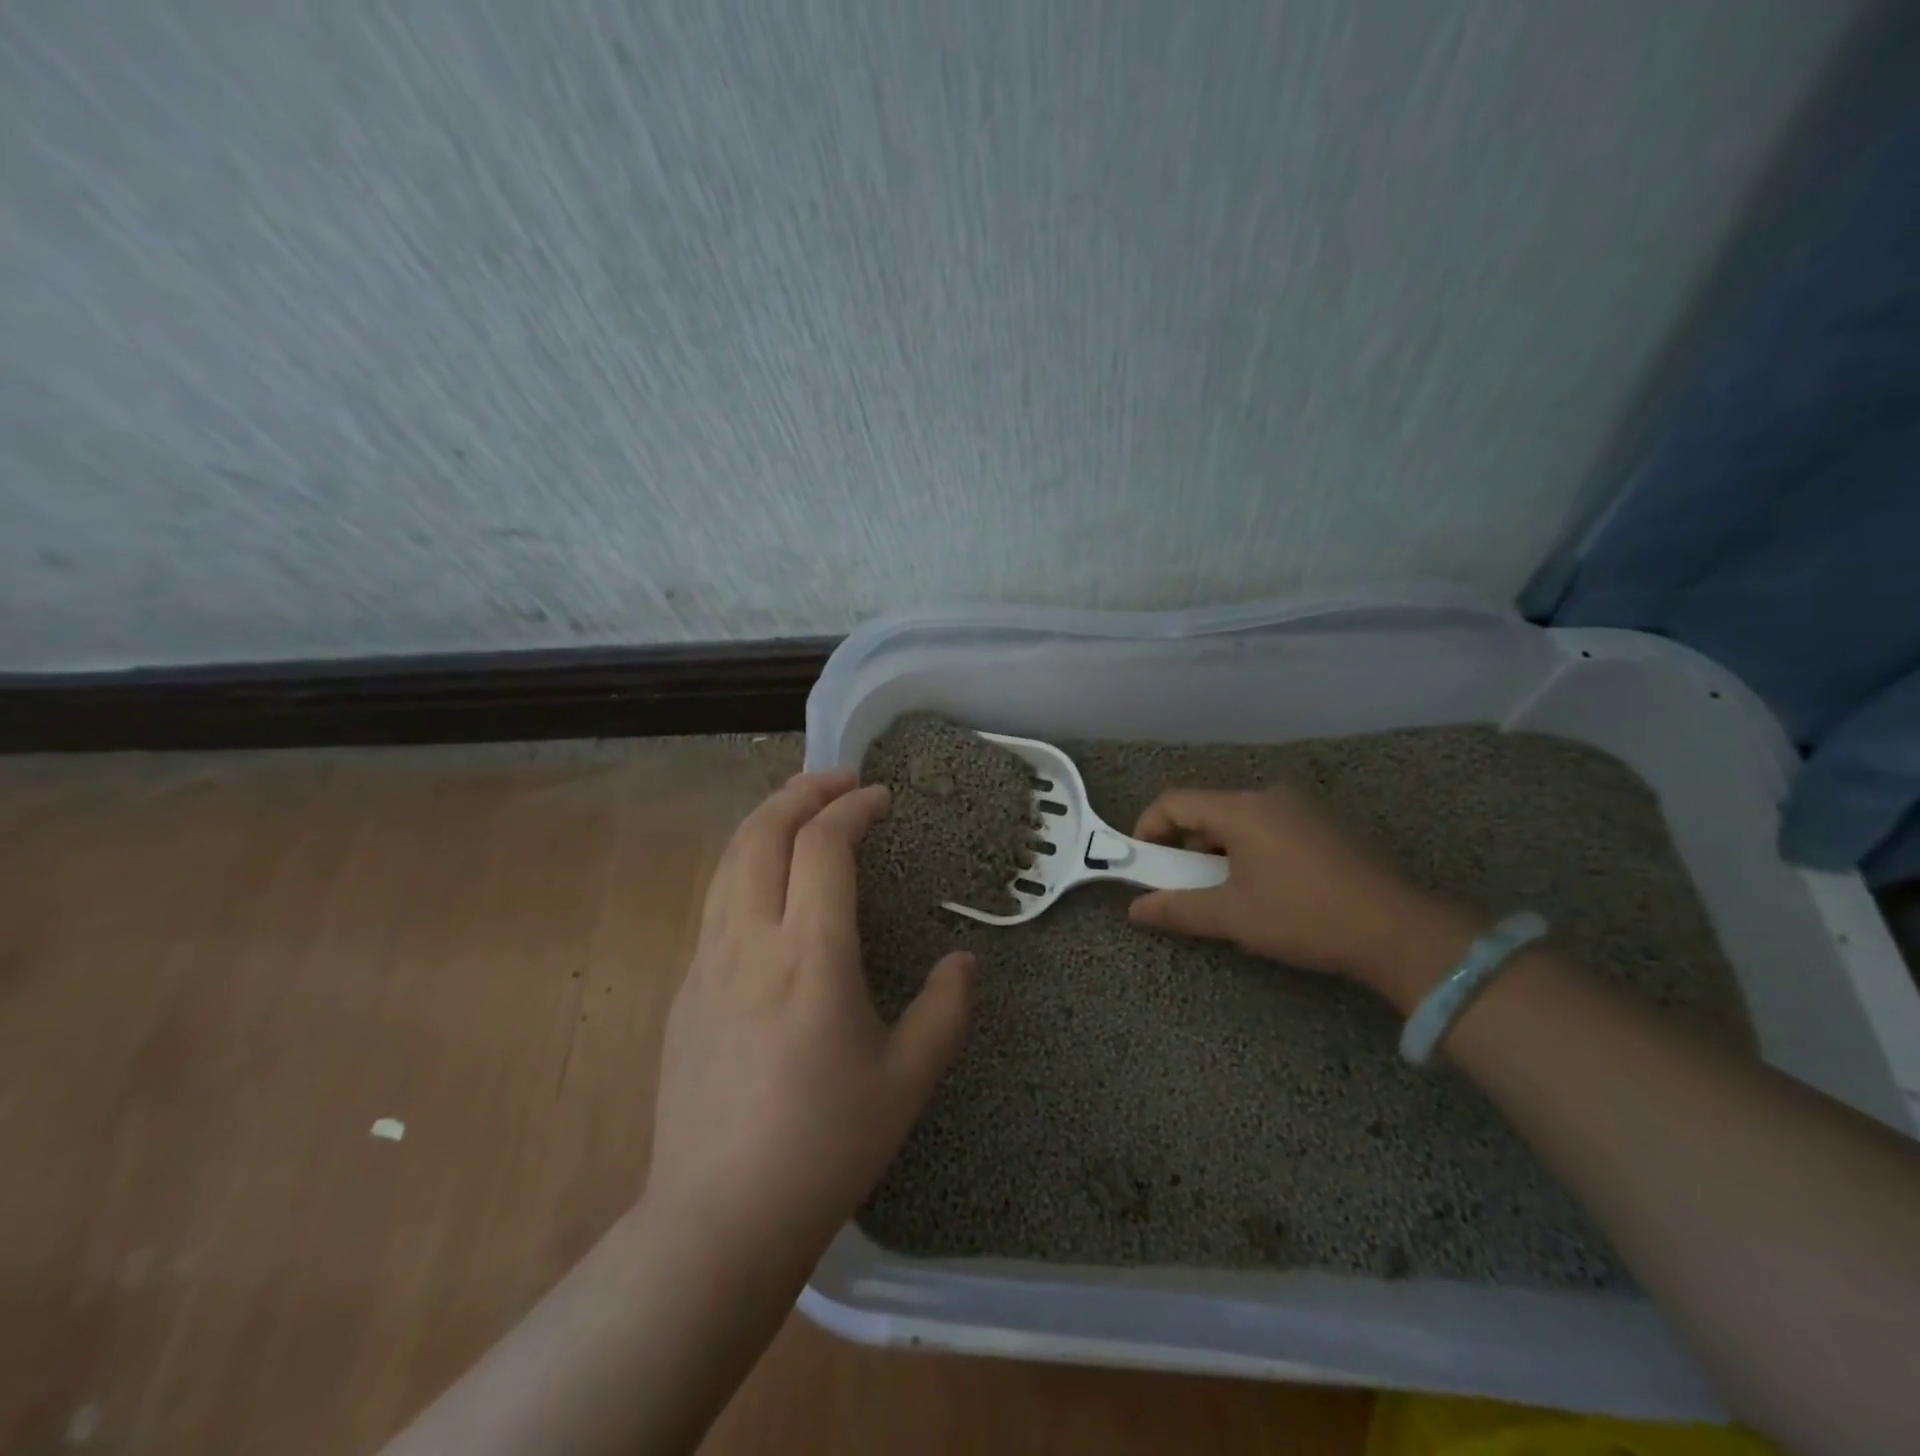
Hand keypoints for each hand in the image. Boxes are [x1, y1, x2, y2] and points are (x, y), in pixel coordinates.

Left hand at [645, 770, 972, 1274]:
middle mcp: (750, 941)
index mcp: (810, 954)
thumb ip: (946, 1011)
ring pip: (729, 860)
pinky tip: (767, 886)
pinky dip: (745, 864)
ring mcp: (707, 963)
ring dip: (767, 820)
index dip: (853, 808)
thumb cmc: (824, 1145)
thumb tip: (965, 962)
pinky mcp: (685, 989)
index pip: (823, 845)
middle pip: (763, 832)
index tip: (880, 797)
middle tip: (839, 780)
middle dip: (801, 792)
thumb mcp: (908, 1080)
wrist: (718, 1218)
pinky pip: (714, 901)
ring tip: (801, 812)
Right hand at [1127, 785, 1481, 1008]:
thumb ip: (1178, 909)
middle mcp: (1270, 796)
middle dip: (1187, 848)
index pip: (1174, 802)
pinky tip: (1271, 890)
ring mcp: (1303, 808)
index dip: (1148, 829)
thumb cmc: (1304, 917)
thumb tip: (1135, 910)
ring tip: (1230, 896)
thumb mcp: (1233, 917)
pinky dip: (1253, 852)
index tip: (1143, 865)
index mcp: (1242, 810)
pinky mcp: (1327, 826)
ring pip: (1241, 822)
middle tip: (1187, 888)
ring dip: (1220, 853)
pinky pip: (1271, 829)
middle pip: (1208, 811)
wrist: (1400, 931)